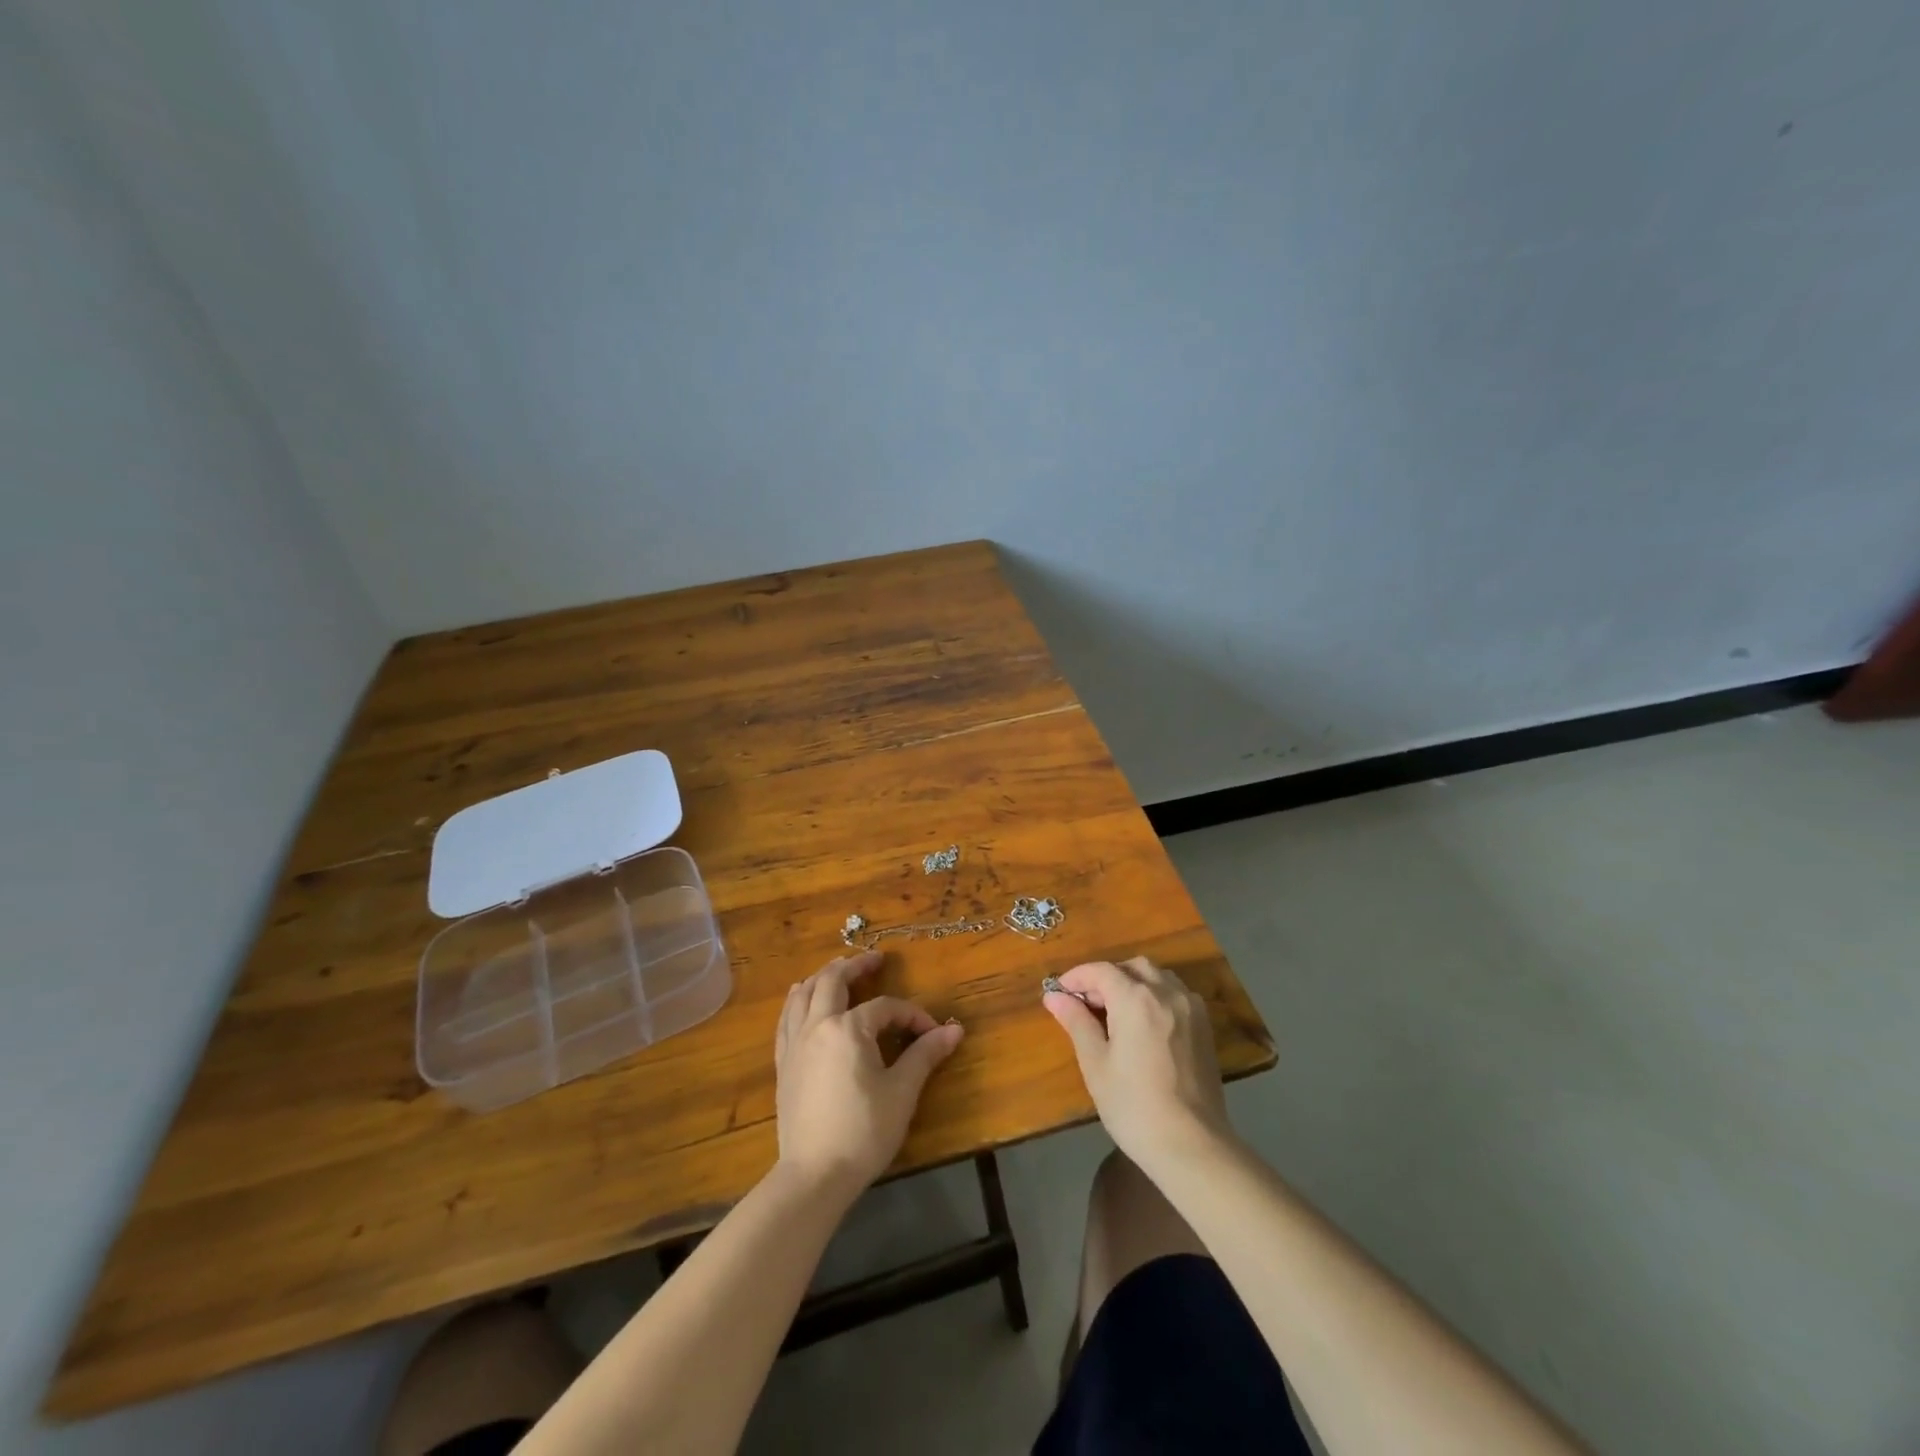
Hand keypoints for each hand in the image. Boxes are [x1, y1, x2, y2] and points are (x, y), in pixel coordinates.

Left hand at [774, 950, 964, 1194]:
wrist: (814, 1175)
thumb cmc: (863, 1131)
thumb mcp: (902, 1092)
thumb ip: (925, 1055)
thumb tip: (954, 1030)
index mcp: (848, 1028)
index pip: (885, 1007)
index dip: (911, 1015)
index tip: (931, 1033)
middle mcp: (817, 1025)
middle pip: (832, 981)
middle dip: (855, 966)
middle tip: (874, 960)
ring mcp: (795, 1043)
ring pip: (803, 994)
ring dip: (821, 977)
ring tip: (836, 971)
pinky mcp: (784, 1064)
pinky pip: (786, 1019)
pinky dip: (797, 1001)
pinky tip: (801, 1002)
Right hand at [1042, 957, 1230, 1171]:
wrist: (1191, 1145)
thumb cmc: (1134, 1106)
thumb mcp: (1096, 1064)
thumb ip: (1076, 1022)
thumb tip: (1054, 997)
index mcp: (1136, 999)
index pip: (1101, 971)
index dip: (1077, 977)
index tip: (1059, 993)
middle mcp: (1166, 993)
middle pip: (1132, 967)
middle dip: (1106, 977)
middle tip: (1087, 1004)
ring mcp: (1190, 1008)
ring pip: (1157, 976)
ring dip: (1133, 982)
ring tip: (1115, 1011)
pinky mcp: (1205, 1027)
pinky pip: (1176, 994)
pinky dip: (1156, 995)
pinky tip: (1145, 1023)